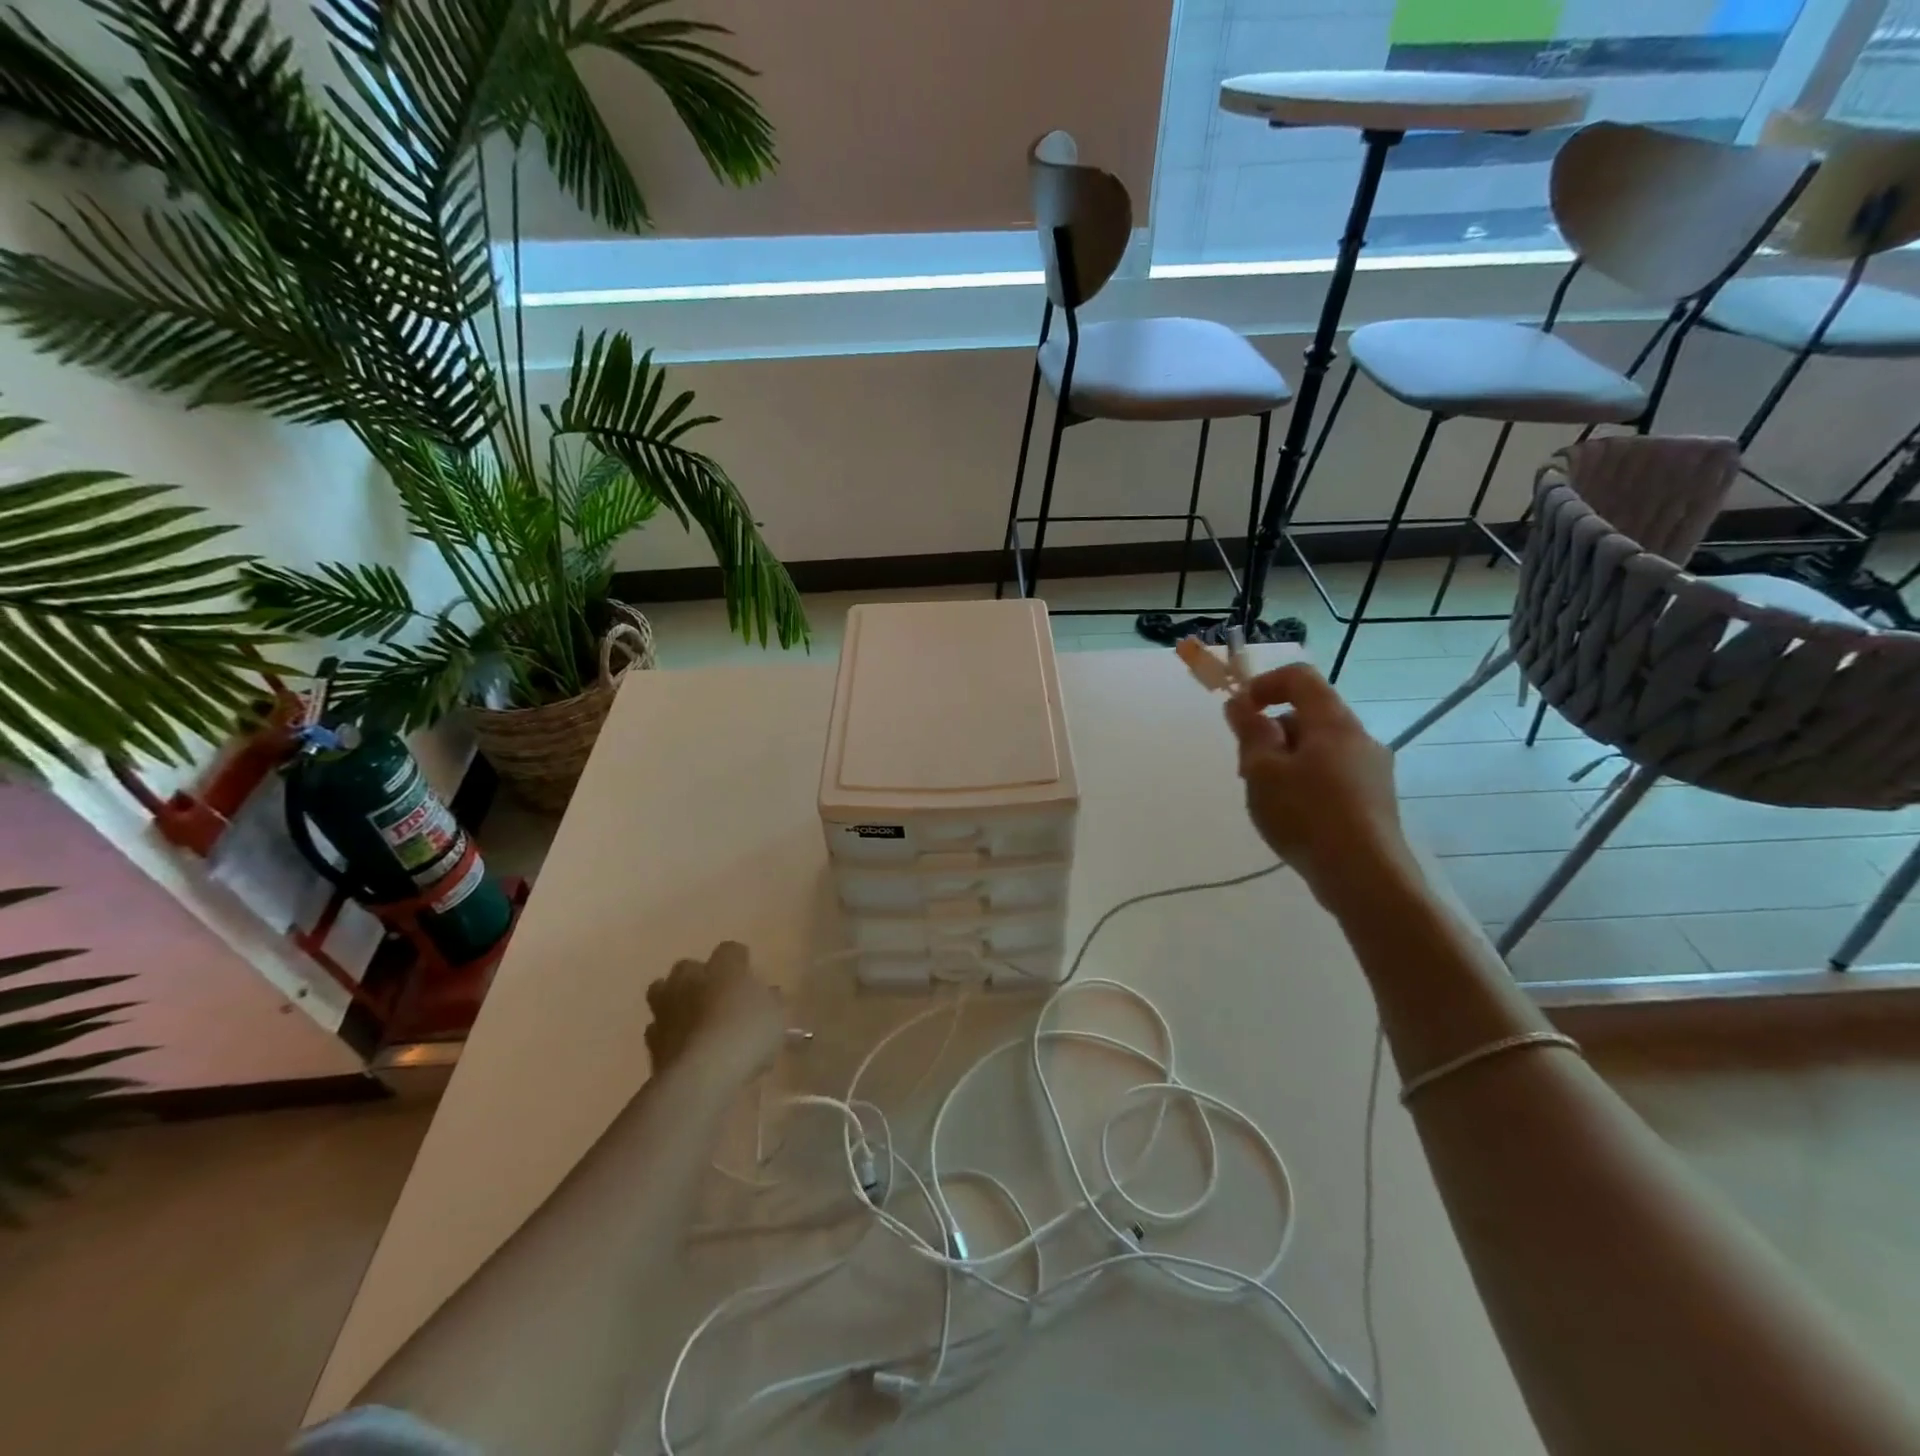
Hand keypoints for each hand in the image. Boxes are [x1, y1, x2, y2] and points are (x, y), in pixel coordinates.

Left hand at [644, 942, 783, 1082]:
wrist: (701, 1075)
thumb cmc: (746, 1034)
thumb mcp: (776, 1017)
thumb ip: (771, 1002)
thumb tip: (768, 995)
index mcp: (724, 966)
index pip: (730, 950)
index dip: (739, 961)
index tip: (748, 975)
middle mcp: (690, 979)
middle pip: (688, 967)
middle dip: (699, 978)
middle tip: (716, 996)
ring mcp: (666, 1009)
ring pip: (663, 993)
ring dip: (676, 1002)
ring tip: (694, 1021)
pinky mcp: (651, 1041)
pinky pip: (659, 1029)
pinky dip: (669, 1035)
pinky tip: (684, 1048)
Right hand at [1223, 662, 1415, 908]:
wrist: (1365, 877)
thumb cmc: (1307, 815)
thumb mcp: (1262, 771)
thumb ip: (1249, 732)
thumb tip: (1240, 703)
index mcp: (1333, 723)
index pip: (1299, 677)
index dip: (1263, 685)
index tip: (1239, 713)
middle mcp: (1359, 738)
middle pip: (1308, 715)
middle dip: (1271, 732)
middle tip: (1247, 769)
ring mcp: (1372, 770)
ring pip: (1319, 748)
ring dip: (1286, 761)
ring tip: (1268, 799)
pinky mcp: (1375, 800)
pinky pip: (1332, 774)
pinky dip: (1306, 782)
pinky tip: (1295, 817)